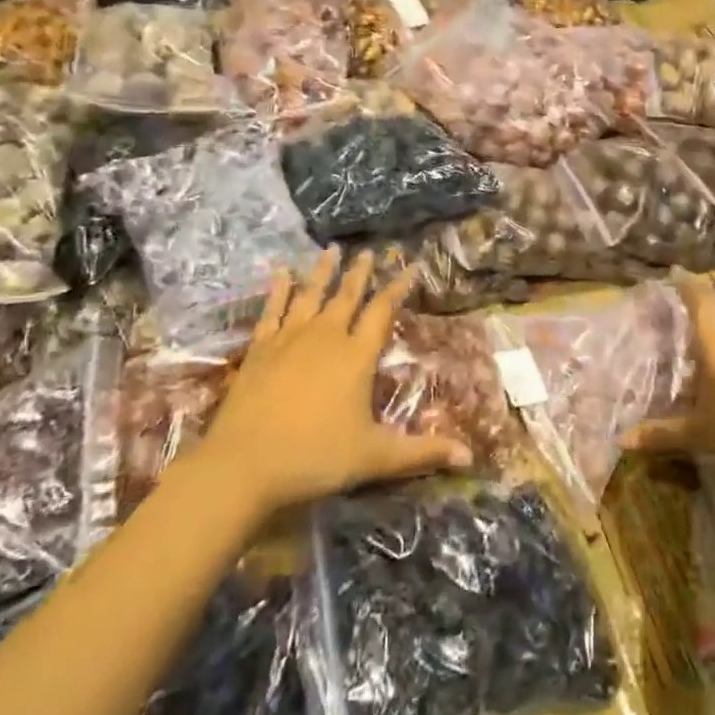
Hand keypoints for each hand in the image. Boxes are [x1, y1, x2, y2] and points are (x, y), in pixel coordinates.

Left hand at [197, 249, 471, 516]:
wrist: (244, 464)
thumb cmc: (315, 457)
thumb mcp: (375, 457)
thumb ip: (422, 452)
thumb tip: (470, 456)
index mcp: (356, 356)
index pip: (382, 311)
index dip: (398, 287)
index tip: (410, 266)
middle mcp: (326, 337)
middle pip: (347, 296)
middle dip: (360, 273)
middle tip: (368, 252)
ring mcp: (289, 339)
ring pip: (310, 295)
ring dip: (322, 272)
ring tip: (330, 250)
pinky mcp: (260, 349)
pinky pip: (272, 310)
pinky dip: (279, 289)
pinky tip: (281, 273)